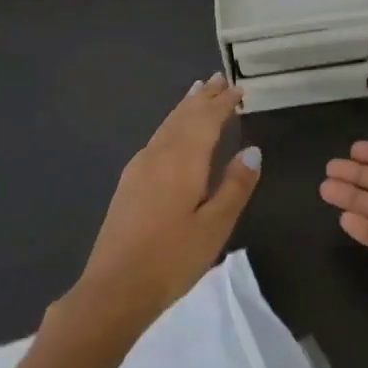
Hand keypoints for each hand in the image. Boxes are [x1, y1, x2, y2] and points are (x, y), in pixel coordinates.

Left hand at [67, 74, 261, 333]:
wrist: (114, 288)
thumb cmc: (172, 258)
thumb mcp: (215, 225)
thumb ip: (235, 185)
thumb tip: (253, 150)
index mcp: (183, 161)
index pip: (207, 120)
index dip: (223, 103)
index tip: (238, 88)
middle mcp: (158, 155)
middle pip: (183, 117)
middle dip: (202, 98)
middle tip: (217, 79)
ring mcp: (139, 168)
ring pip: (166, 126)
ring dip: (184, 108)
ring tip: (196, 93)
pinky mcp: (129, 183)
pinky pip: (156, 139)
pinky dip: (171, 125)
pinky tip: (172, 133)